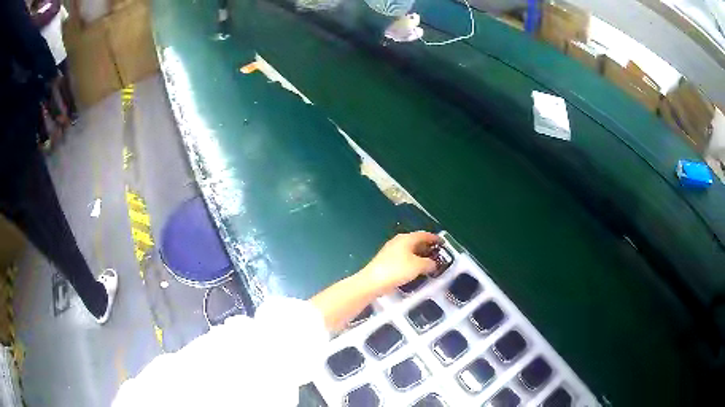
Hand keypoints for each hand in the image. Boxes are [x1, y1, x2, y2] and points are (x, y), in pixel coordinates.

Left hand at [360, 231, 441, 295]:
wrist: (373, 281)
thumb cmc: (397, 270)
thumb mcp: (418, 266)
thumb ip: (429, 263)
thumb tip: (433, 264)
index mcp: (406, 239)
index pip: (424, 235)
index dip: (434, 238)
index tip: (443, 243)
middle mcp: (398, 241)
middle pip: (416, 242)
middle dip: (427, 248)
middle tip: (437, 255)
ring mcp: (391, 251)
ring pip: (409, 251)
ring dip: (420, 256)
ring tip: (429, 264)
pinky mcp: (386, 261)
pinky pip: (404, 259)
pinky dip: (412, 262)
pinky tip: (415, 271)